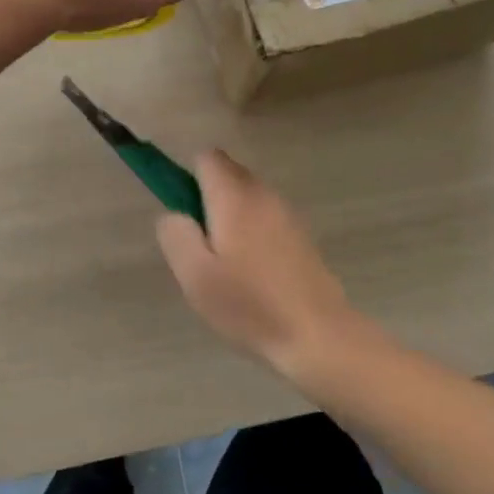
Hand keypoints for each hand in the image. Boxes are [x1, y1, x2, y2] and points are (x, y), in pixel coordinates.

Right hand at [156, 151, 379, 379]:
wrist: (319, 336)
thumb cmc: (250, 306)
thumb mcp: (195, 275)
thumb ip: (176, 234)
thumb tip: (174, 213)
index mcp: (234, 197)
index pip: (206, 157)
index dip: (187, 178)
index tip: (183, 215)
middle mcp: (262, 194)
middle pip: (227, 174)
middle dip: (207, 199)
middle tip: (201, 248)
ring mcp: (286, 213)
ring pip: (246, 197)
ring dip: (229, 218)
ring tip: (226, 267)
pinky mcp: (301, 235)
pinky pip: (264, 217)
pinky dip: (251, 232)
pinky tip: (253, 275)